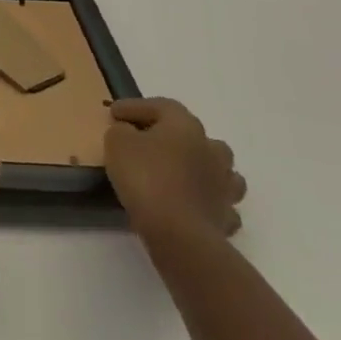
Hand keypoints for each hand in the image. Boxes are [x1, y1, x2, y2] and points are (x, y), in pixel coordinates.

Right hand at [105, 97, 246, 246]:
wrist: (179, 233)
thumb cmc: (146, 177)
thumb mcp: (117, 142)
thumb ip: (122, 130)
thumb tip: (129, 132)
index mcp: (185, 126)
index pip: (161, 106)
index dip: (135, 107)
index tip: (114, 113)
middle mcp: (211, 150)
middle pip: (194, 134)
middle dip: (171, 135)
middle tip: (147, 141)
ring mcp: (224, 185)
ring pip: (217, 168)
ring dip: (199, 167)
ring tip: (178, 172)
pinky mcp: (226, 216)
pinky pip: (218, 201)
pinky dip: (206, 200)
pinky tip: (192, 203)